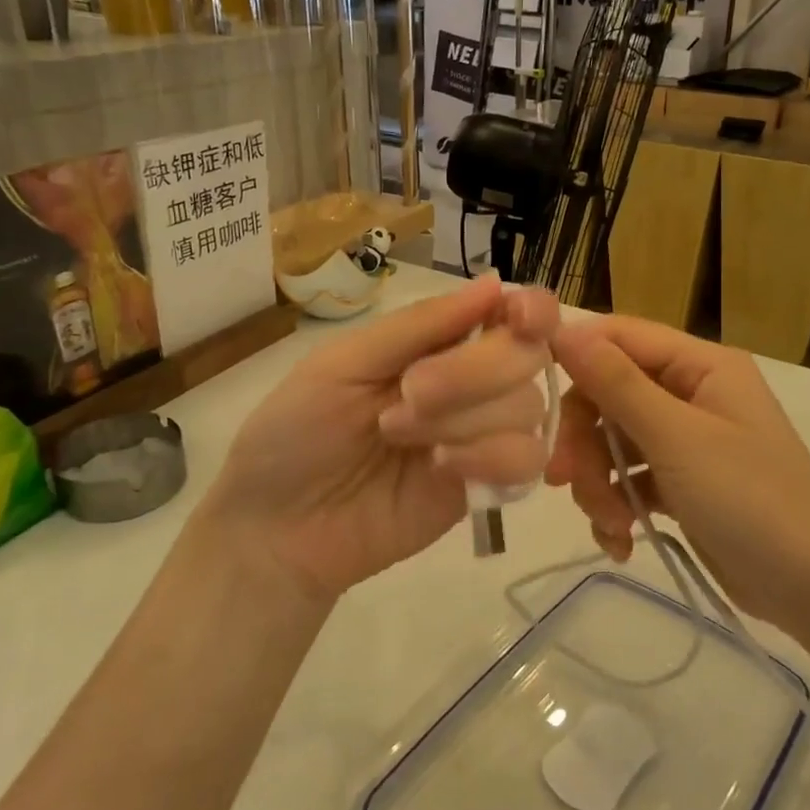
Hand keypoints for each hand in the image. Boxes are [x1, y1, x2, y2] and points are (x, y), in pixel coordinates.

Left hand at [198, 275, 557, 603]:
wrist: (278, 527)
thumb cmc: (297, 430)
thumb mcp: (345, 362)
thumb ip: (421, 325)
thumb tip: (495, 281)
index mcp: (438, 341)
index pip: (512, 313)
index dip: (531, 309)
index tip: (519, 316)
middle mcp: (471, 382)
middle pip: (527, 356)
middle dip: (474, 371)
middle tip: (410, 394)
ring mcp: (481, 436)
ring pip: (528, 407)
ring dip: (466, 418)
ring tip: (400, 437)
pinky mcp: (485, 487)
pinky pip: (526, 462)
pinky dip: (490, 458)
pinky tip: (441, 469)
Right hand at [547, 315, 809, 630]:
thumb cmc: (750, 499)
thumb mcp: (676, 437)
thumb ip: (617, 383)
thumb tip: (564, 329)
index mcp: (700, 365)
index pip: (620, 337)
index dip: (575, 356)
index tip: (533, 394)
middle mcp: (692, 393)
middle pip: (609, 395)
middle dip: (584, 441)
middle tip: (564, 480)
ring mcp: (686, 440)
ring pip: (613, 442)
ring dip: (598, 483)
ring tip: (610, 524)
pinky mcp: (681, 483)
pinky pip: (631, 479)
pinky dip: (618, 507)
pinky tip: (621, 542)